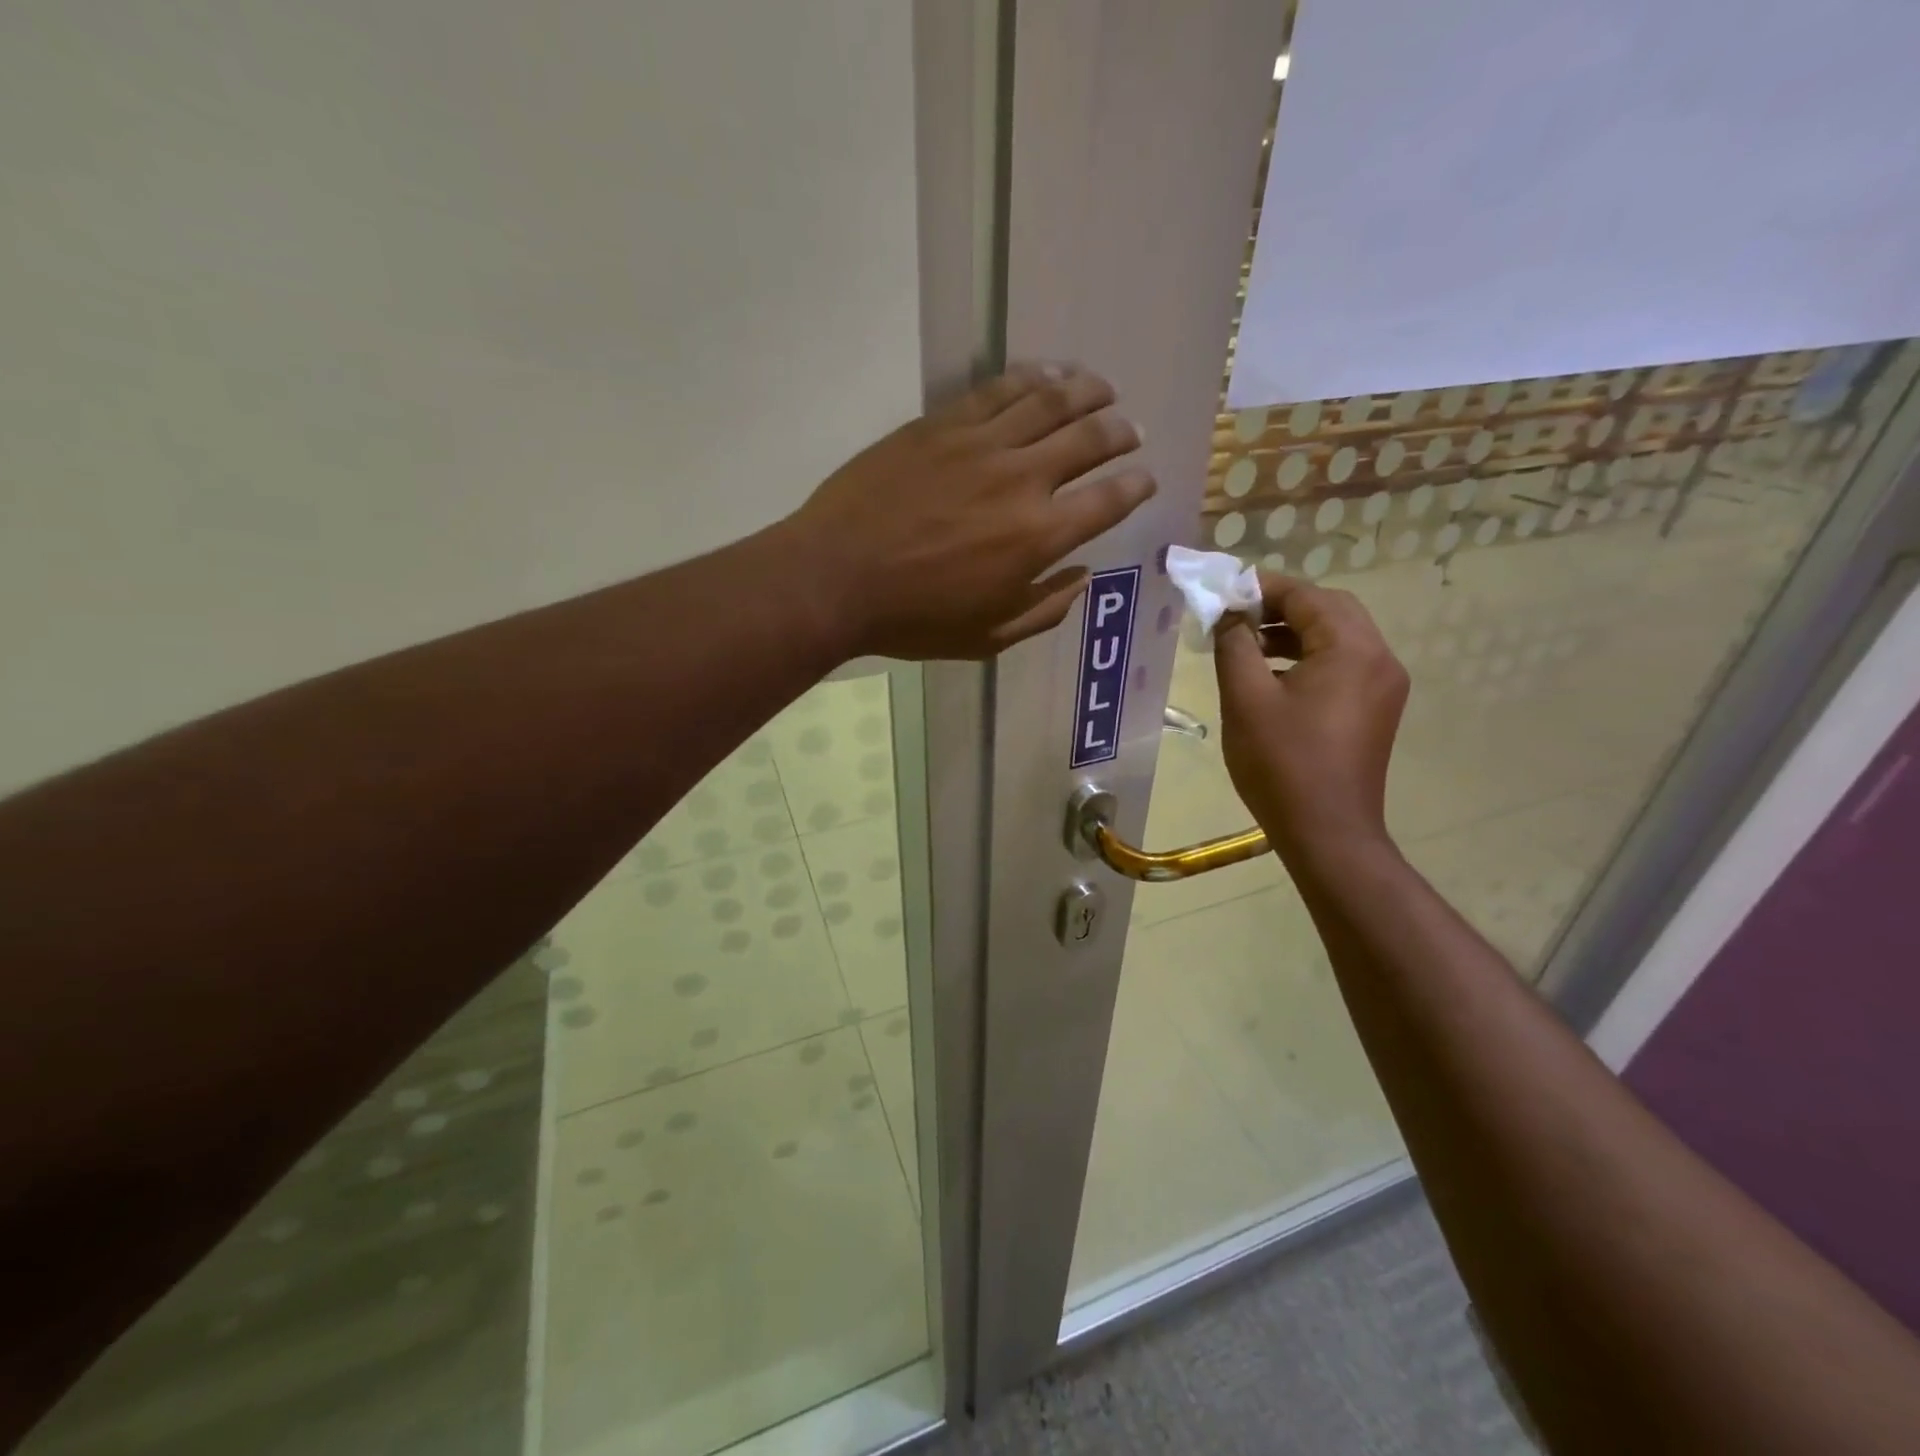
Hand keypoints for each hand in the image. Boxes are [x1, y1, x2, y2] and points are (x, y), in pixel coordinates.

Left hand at [781, 364, 1155, 659]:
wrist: (836, 578)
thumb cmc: (914, 620)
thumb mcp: (988, 637)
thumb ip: (1044, 609)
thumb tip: (1082, 578)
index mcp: (1038, 538)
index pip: (1108, 500)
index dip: (1136, 486)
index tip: (1145, 479)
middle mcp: (1022, 480)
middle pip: (1089, 439)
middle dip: (1121, 432)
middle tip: (1131, 431)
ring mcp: (980, 445)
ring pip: (1050, 401)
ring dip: (1087, 391)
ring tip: (1104, 388)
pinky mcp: (942, 424)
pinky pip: (999, 390)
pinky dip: (1033, 378)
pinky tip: (1049, 375)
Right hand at [1214, 573, 1408, 861]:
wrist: (1327, 832)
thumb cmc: (1281, 764)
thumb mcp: (1245, 699)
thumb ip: (1234, 645)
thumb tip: (1229, 613)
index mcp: (1351, 649)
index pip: (1306, 595)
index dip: (1261, 588)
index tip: (1222, 593)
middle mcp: (1379, 658)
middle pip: (1329, 609)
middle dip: (1280, 606)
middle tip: (1236, 616)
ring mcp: (1383, 685)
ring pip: (1337, 637)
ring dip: (1293, 632)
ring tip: (1246, 644)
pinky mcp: (1376, 709)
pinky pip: (1343, 664)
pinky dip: (1308, 657)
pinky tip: (1272, 676)